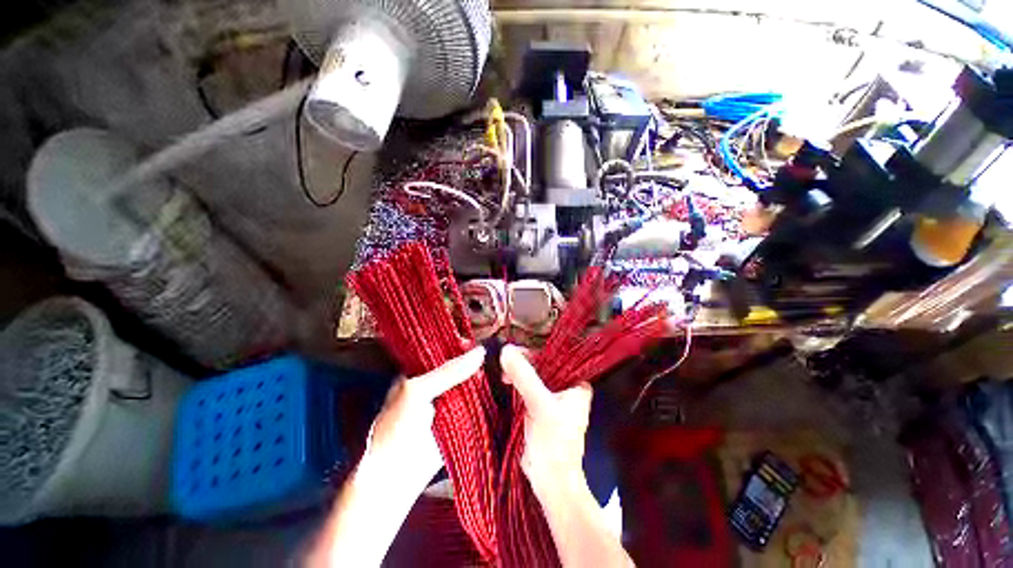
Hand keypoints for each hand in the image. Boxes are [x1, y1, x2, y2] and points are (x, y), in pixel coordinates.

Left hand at [305, 347, 485, 567]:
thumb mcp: (418, 390)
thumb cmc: (397, 427)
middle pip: (464, 367)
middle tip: (503, 353)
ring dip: (487, 379)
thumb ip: (448, 371)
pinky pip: (479, 403)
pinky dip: (490, 397)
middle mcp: (439, 383)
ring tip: (508, 367)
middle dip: (480, 362)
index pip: (448, 350)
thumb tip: (481, 352)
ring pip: (474, 384)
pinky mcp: (464, 418)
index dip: (465, 344)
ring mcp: (452, 401)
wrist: (396, 476)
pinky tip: (505, 386)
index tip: (487, 338)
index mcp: (423, 370)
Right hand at [500, 345, 592, 493]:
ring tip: (504, 375)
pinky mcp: (538, 408)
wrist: (550, 481)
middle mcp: (566, 388)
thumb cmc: (554, 442)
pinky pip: (526, 388)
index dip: (534, 353)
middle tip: (506, 364)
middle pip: (542, 366)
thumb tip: (506, 350)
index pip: (555, 358)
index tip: (514, 352)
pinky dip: (516, 384)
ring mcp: (551, 398)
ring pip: (532, 377)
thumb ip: (524, 376)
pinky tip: (506, 382)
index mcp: (577, 384)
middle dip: (523, 363)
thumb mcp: (540, 403)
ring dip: (518, 373)